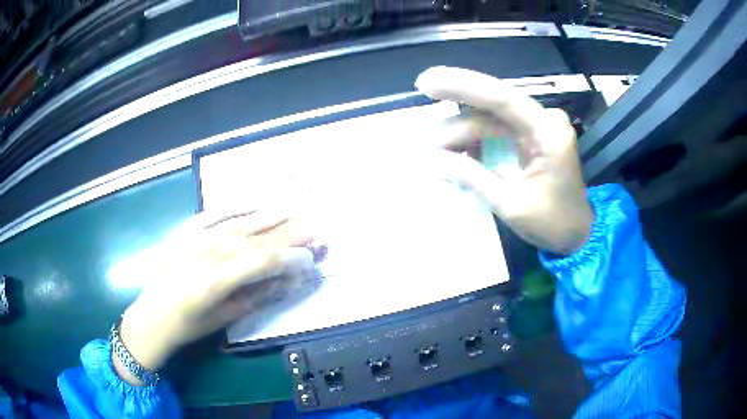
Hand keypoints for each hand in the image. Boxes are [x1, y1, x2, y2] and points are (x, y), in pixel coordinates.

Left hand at [114, 209, 318, 384]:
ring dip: (269, 215)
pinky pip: (213, 212)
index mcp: (216, 280)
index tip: (311, 259)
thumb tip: (287, 281)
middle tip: (314, 227)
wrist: (152, 315)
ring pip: (239, 222)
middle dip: (288, 233)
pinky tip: (254, 202)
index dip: (291, 258)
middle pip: (255, 237)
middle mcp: (207, 252)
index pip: (263, 261)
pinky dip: (236, 206)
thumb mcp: (225, 319)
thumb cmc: (189, 325)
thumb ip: (257, 297)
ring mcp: (193, 237)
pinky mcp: (185, 230)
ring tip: (294, 209)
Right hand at [415, 66, 592, 253]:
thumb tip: (432, 161)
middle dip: (455, 126)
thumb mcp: (511, 204)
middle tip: (426, 147)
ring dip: (462, 136)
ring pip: (490, 121)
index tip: (426, 83)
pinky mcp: (533, 136)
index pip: (501, 99)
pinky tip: (459, 156)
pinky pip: (498, 131)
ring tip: (437, 157)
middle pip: (490, 111)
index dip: (461, 86)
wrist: (578, 234)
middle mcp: (544, 120)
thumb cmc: (552, 223)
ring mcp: (539, 126)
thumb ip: (473, 177)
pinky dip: (476, 143)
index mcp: (548, 133)